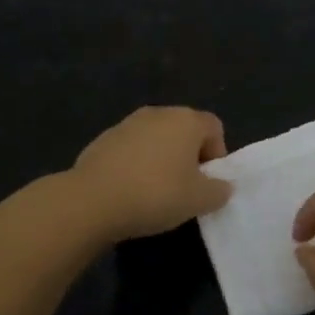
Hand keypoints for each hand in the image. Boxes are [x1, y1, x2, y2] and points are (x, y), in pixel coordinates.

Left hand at [70, 107, 232, 240]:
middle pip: (184, 130)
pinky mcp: (103, 139)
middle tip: (185, 188)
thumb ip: (219, 191)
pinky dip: (136, 164)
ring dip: (162, 159)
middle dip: (189, 156)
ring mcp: (127, 123)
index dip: (217, 154)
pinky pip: (131, 149)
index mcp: (186, 120)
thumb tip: (222, 186)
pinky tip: (129, 190)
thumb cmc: (155, 194)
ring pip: (156, 138)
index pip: (214, 127)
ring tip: (155, 191)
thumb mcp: (199, 200)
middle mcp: (158, 113)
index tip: (207, 182)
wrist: (92, 200)